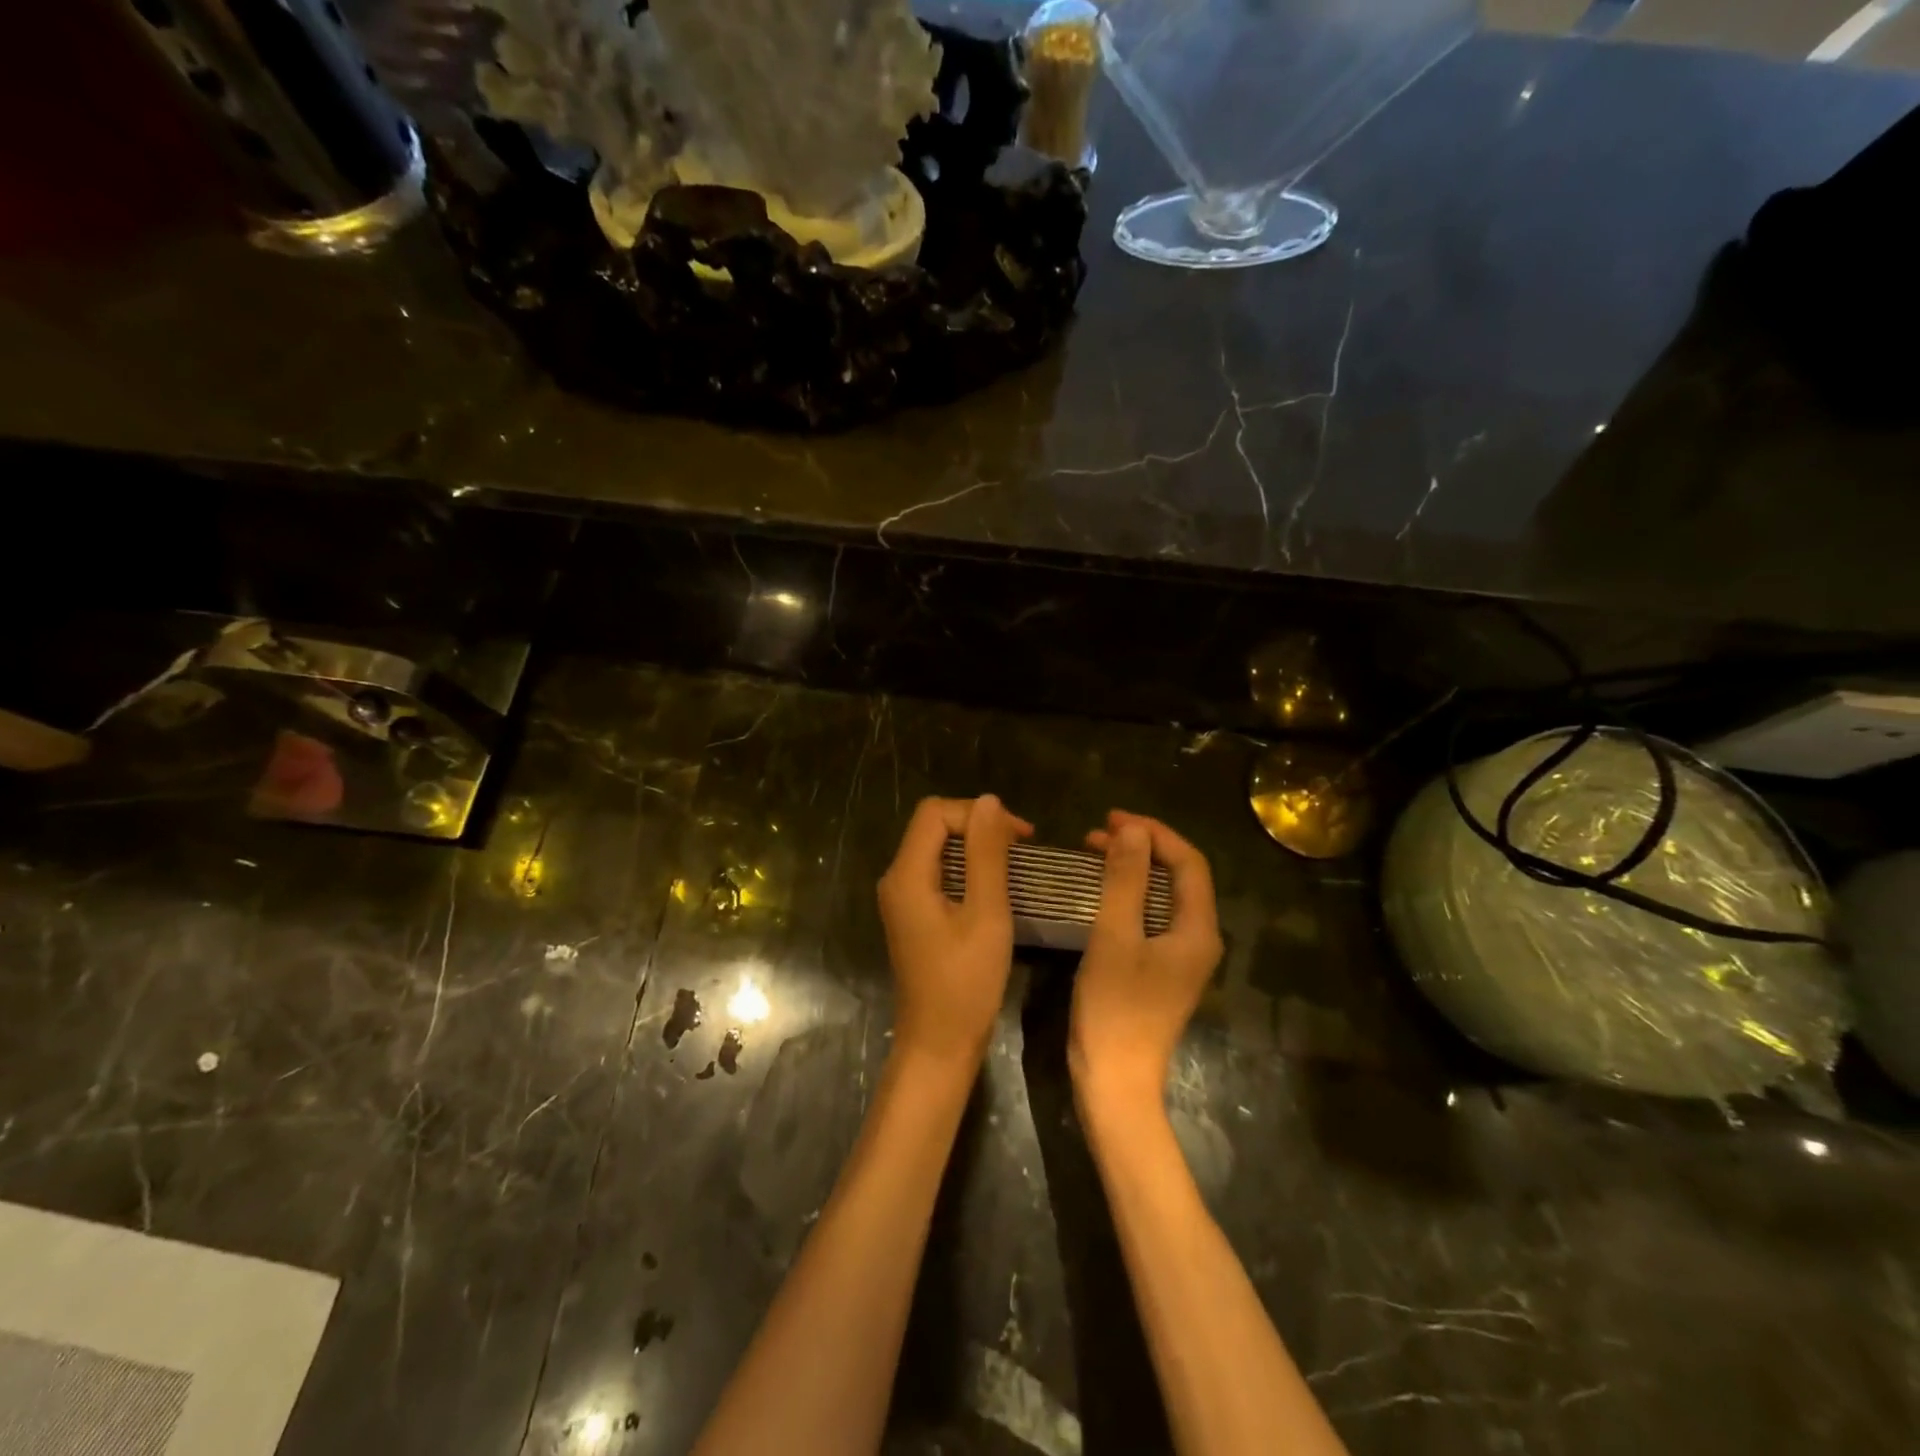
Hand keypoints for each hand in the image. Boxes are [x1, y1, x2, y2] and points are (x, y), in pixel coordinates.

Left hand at [878, 795, 1033, 1070]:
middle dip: (977, 825)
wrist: (938, 1044)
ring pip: (936, 848)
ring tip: (1013, 861)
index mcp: (907, 874)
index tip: (1019, 835)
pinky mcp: (912, 914)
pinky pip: (937, 872)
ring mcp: (901, 898)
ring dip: (974, 846)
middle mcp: (896, 878)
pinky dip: (966, 868)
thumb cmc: (966, 982)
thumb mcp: (986, 913)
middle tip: (1020, 845)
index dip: (978, 813)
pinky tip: (993, 884)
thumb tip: (989, 801)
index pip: (936, 813)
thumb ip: (986, 854)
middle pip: (933, 826)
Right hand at [1071, 811, 1223, 1113]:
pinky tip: (1103, 890)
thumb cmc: (1114, 1009)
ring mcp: (1182, 957)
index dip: (1154, 833)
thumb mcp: (1115, 937)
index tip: (1112, 818)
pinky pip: (1152, 916)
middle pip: (1180, 876)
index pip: (1189, 862)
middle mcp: (1199, 939)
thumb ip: (1126, 880)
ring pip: (1164, 895)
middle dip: (1143, 846)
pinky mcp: (1163, 969)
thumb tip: (1133, 830)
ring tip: (1096, 851)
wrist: (1115, 1083)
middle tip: (1098, 832)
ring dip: (1134, 868)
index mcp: (1198, 930)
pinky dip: (1130, 894)